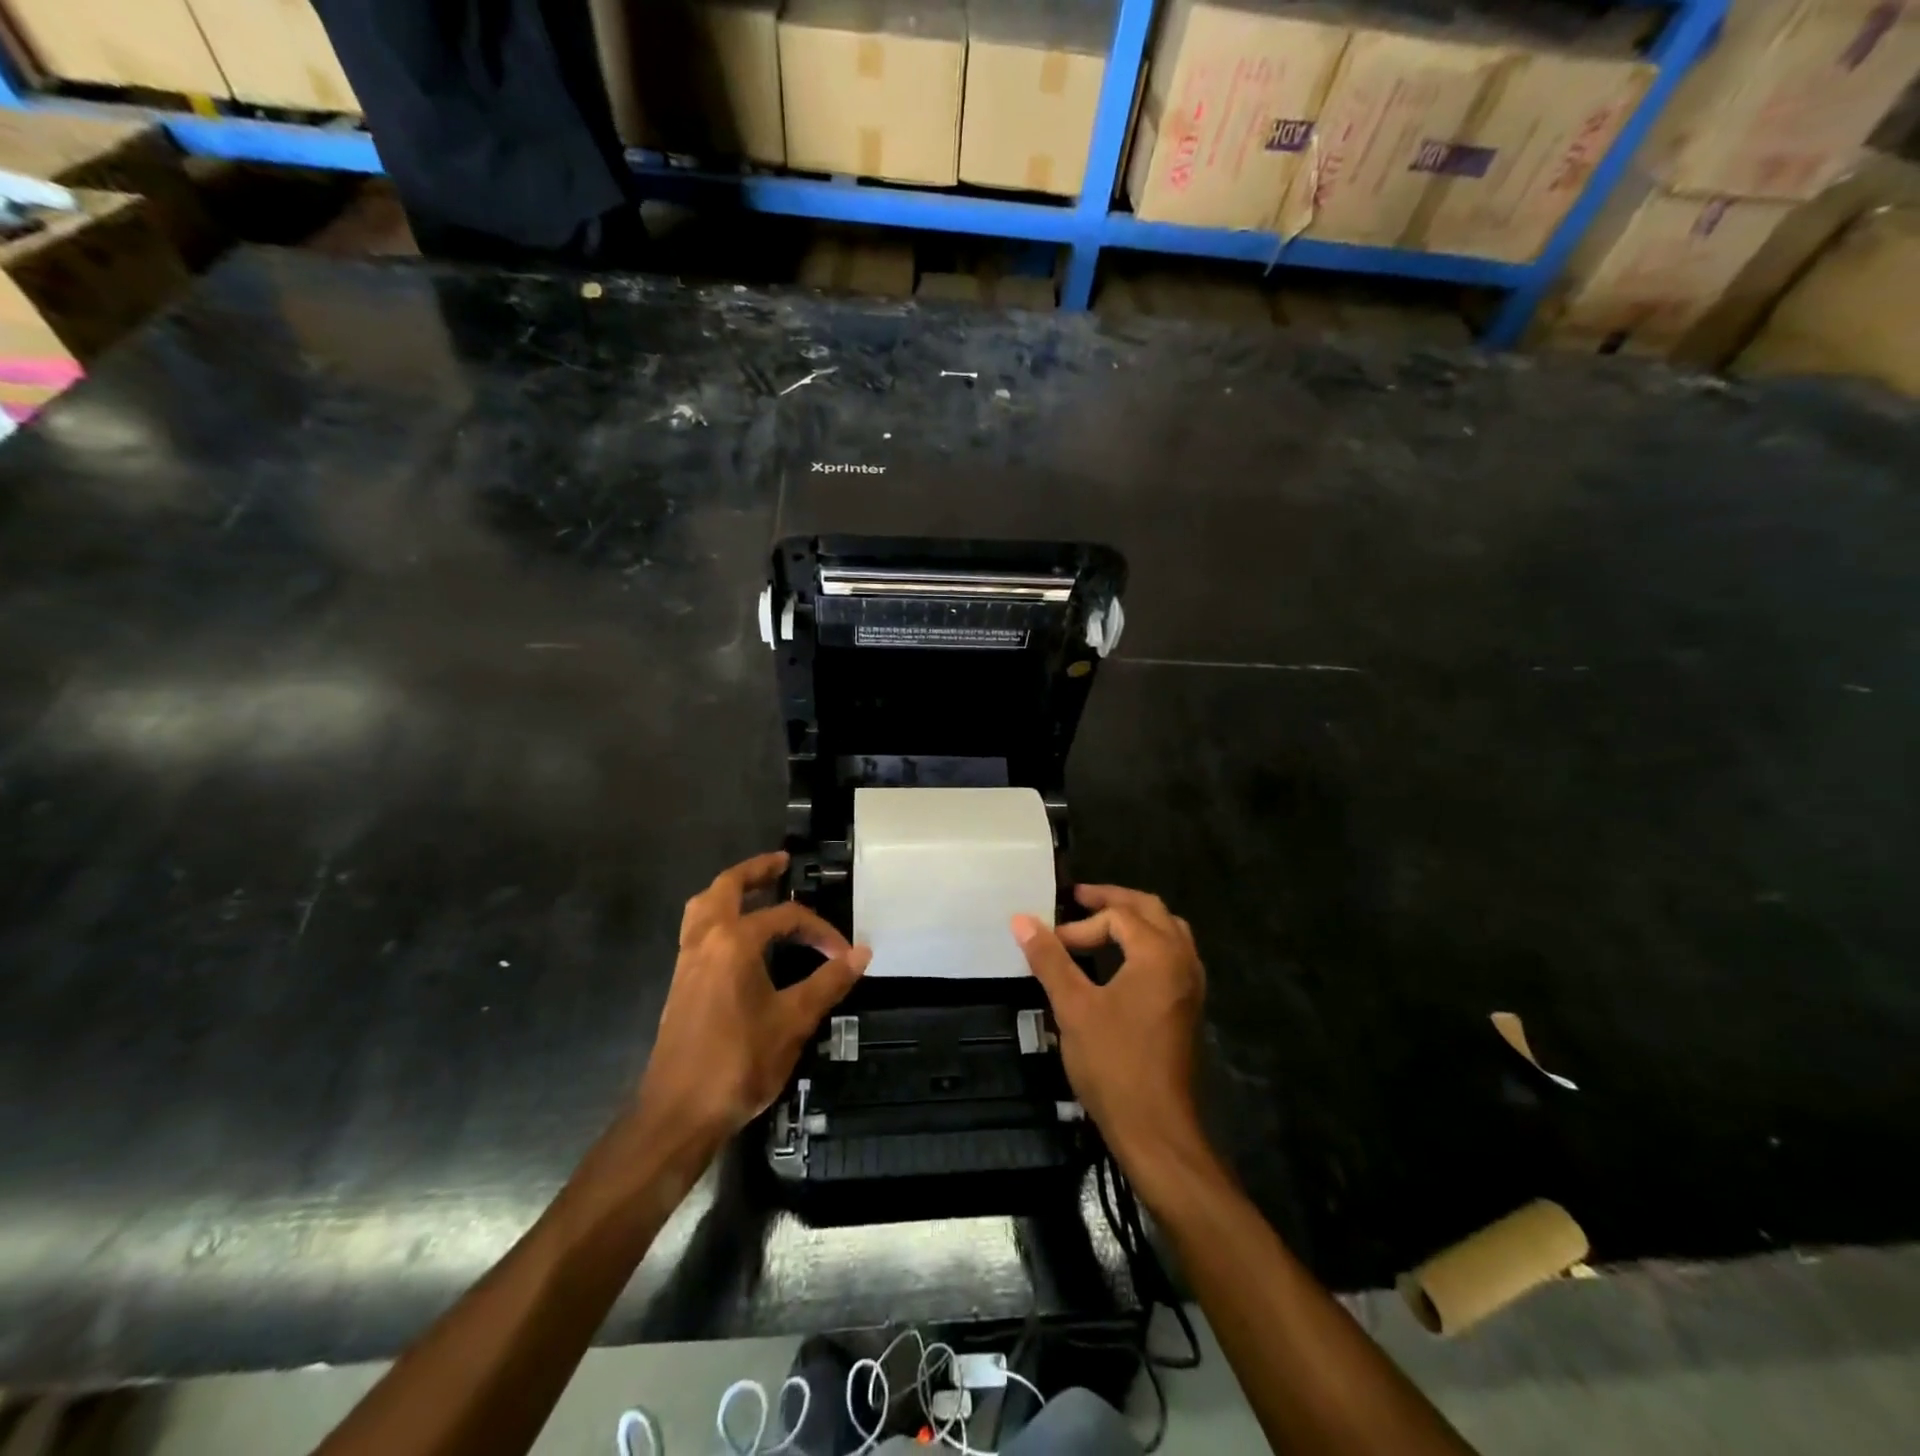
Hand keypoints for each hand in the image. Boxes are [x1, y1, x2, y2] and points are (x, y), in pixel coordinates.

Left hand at [638, 852, 869, 1152]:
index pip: (786, 917)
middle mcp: (706, 940)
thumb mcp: (793, 1022)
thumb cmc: (738, 1064)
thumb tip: (862, 952)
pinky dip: (717, 914)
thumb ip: (828, 982)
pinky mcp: (680, 981)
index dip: (820, 930)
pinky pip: (697, 928)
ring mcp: (687, 960)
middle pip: (727, 887)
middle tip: (782, 863)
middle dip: (756, 871)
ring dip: (730, 890)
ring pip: (704, 905)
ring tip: (757, 890)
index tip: (843, 953)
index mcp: (734, 942)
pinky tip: (738, 936)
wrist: (677, 1114)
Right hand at [1012, 885, 1207, 1175]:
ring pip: (1167, 930)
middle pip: (1150, 909)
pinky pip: (1173, 954)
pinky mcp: (1189, 1006)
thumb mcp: (1073, 1007)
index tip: (1051, 944)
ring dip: (1134, 920)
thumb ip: (1050, 959)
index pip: (1116, 917)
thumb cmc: (1114, 1063)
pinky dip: (1148, 943)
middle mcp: (1183, 960)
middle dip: (1113, 900)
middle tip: (1079, 898)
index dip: (1079, 926)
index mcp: (1158, 953)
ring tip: (1102, 922)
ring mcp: (1191, 984)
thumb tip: (1021, 919)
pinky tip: (1124, 960)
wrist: (1157, 1129)